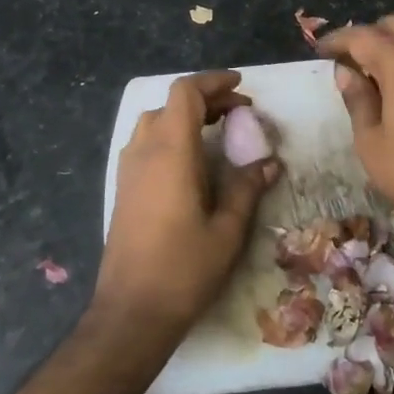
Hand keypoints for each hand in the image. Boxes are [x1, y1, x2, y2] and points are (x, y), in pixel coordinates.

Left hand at [95, 71, 281, 344]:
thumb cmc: (184, 269)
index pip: (186, 93)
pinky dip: (170, 135)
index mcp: (170, 151)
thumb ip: (248, 188)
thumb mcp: (228, 230)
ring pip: (155, 121)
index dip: (213, 82)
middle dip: (206, 99)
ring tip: (218, 133)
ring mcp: (128, 168)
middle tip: (239, 114)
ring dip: (186, 117)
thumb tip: (270, 162)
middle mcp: (144, 150)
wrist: (131, 311)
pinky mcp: (123, 187)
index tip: (241, 88)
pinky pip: (145, 143)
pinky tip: (191, 162)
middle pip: (171, 103)